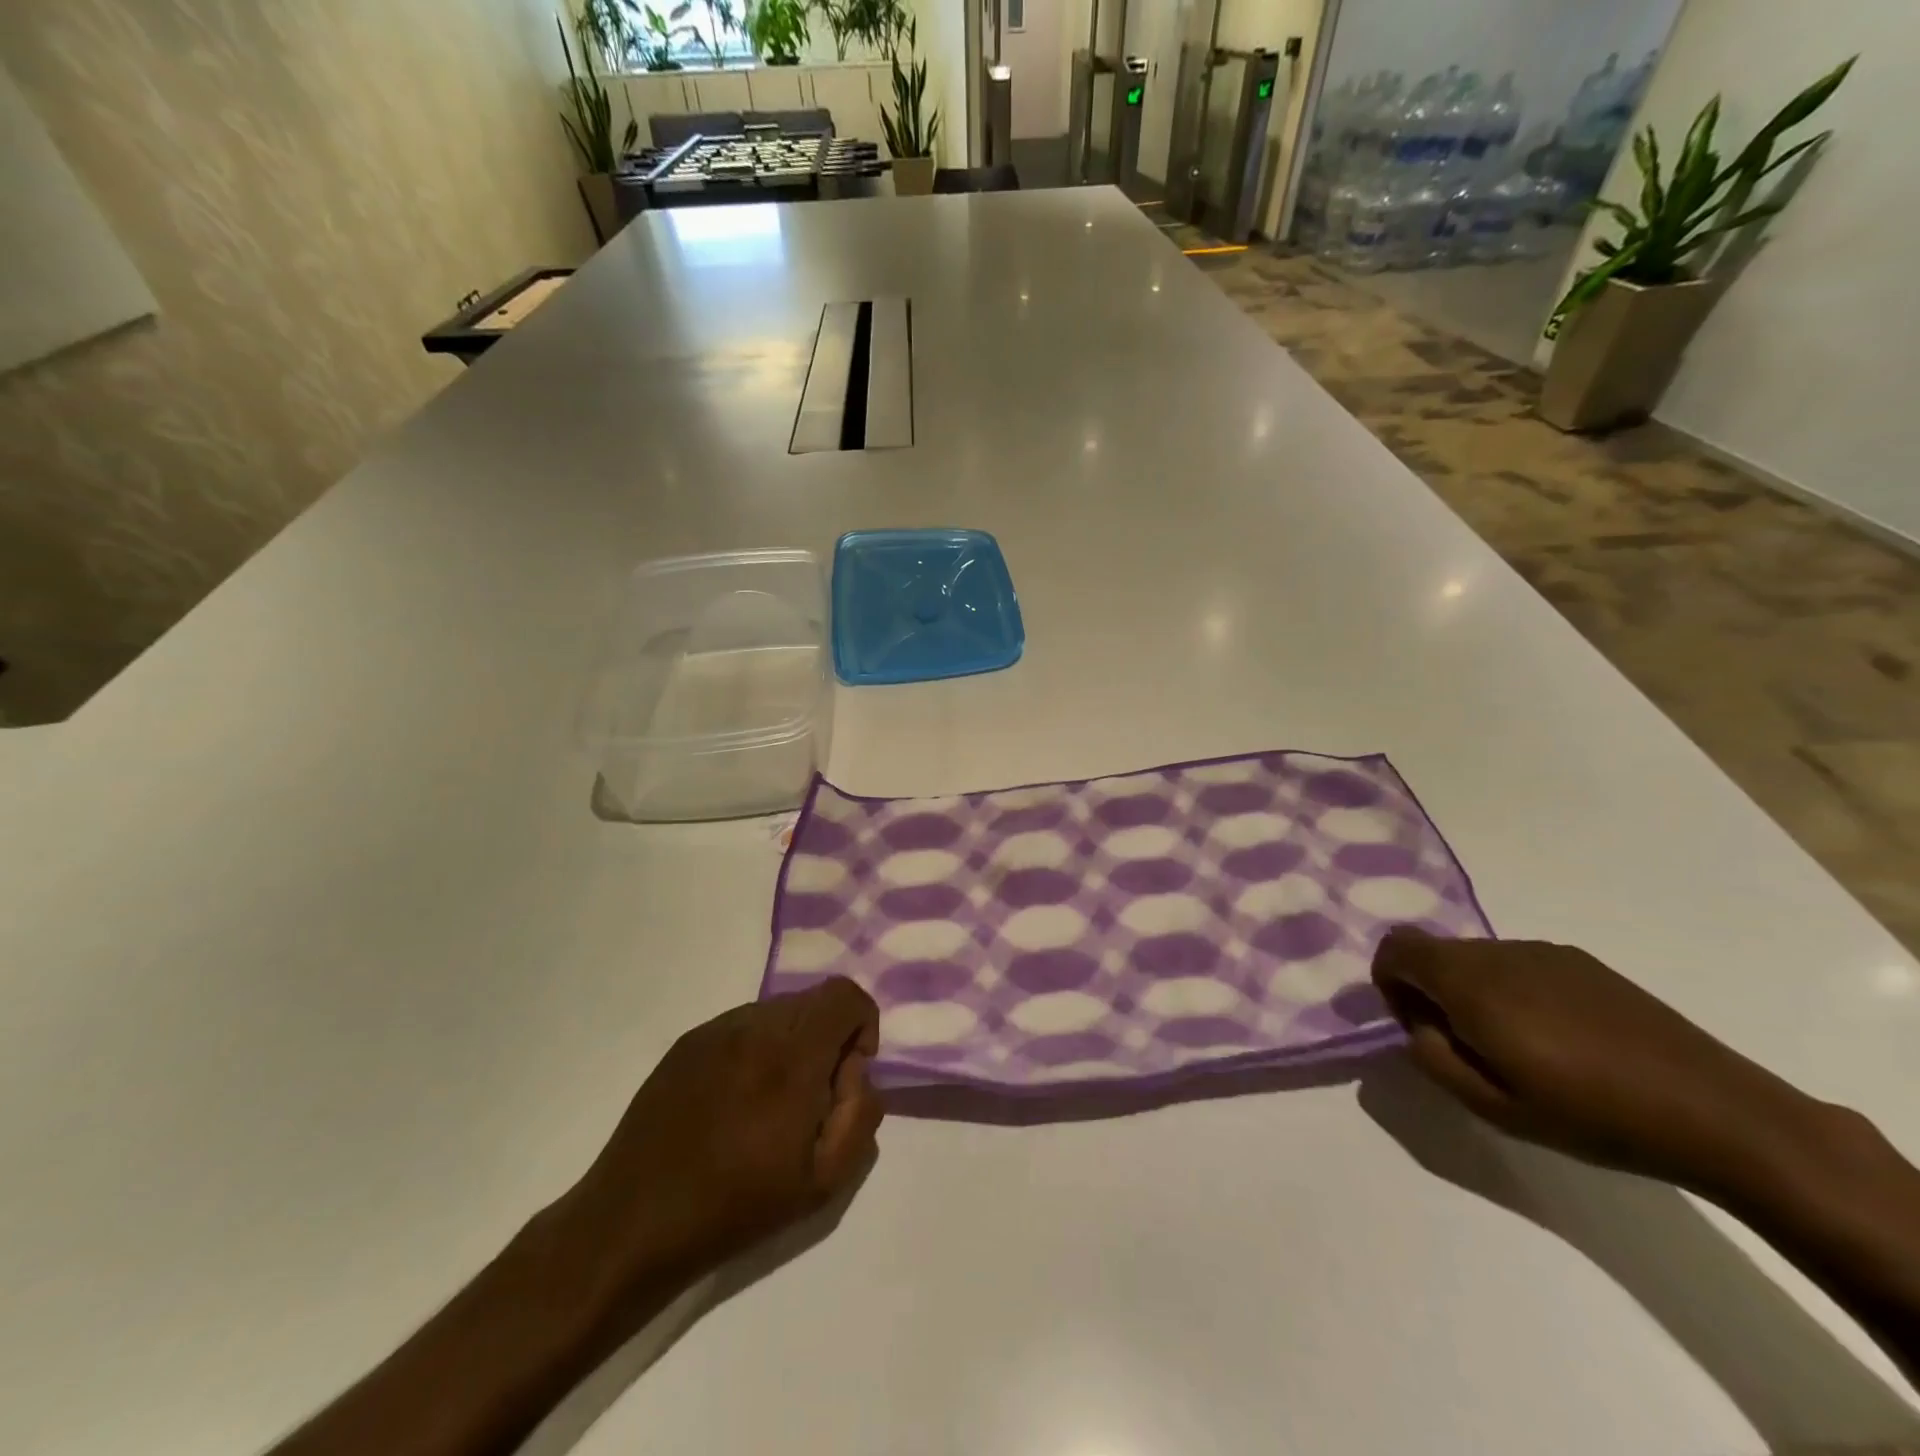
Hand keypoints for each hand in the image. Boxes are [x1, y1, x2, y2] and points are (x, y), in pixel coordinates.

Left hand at [556, 977, 882, 1304]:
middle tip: (810, 1099)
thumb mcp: (823, 1181)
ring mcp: (715, 1029)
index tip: (847, 1075)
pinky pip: (741, 1025)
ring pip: (777, 1010)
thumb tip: (855, 1071)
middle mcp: (753, 1026)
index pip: (845, 996)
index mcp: (790, 1055)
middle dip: (827, 1038)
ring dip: (791, 1043)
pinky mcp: (687, 1042)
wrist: (633, 1223)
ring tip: (769, 1103)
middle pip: (813, 1001)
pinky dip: (756, 1048)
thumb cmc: (735, 1207)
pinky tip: (734, 1101)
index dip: (861, 1026)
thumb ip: (861, 1113)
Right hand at [1370, 927, 1817, 1193]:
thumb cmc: (1594, 1116)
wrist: (1720, 1114)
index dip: (1389, 982)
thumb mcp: (1493, 1107)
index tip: (1419, 1027)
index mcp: (1470, 982)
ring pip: (1476, 958)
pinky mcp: (1582, 962)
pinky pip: (1518, 964)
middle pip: (1433, 951)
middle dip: (1430, 990)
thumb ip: (1433, 1057)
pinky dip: (1512, 990)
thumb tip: (1418, 1024)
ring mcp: (1544, 952)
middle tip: (1466, 1046)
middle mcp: (1499, 952)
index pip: (1395, 948)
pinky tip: (1559, 1039)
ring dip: (1472, 991)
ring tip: (1518, 1048)